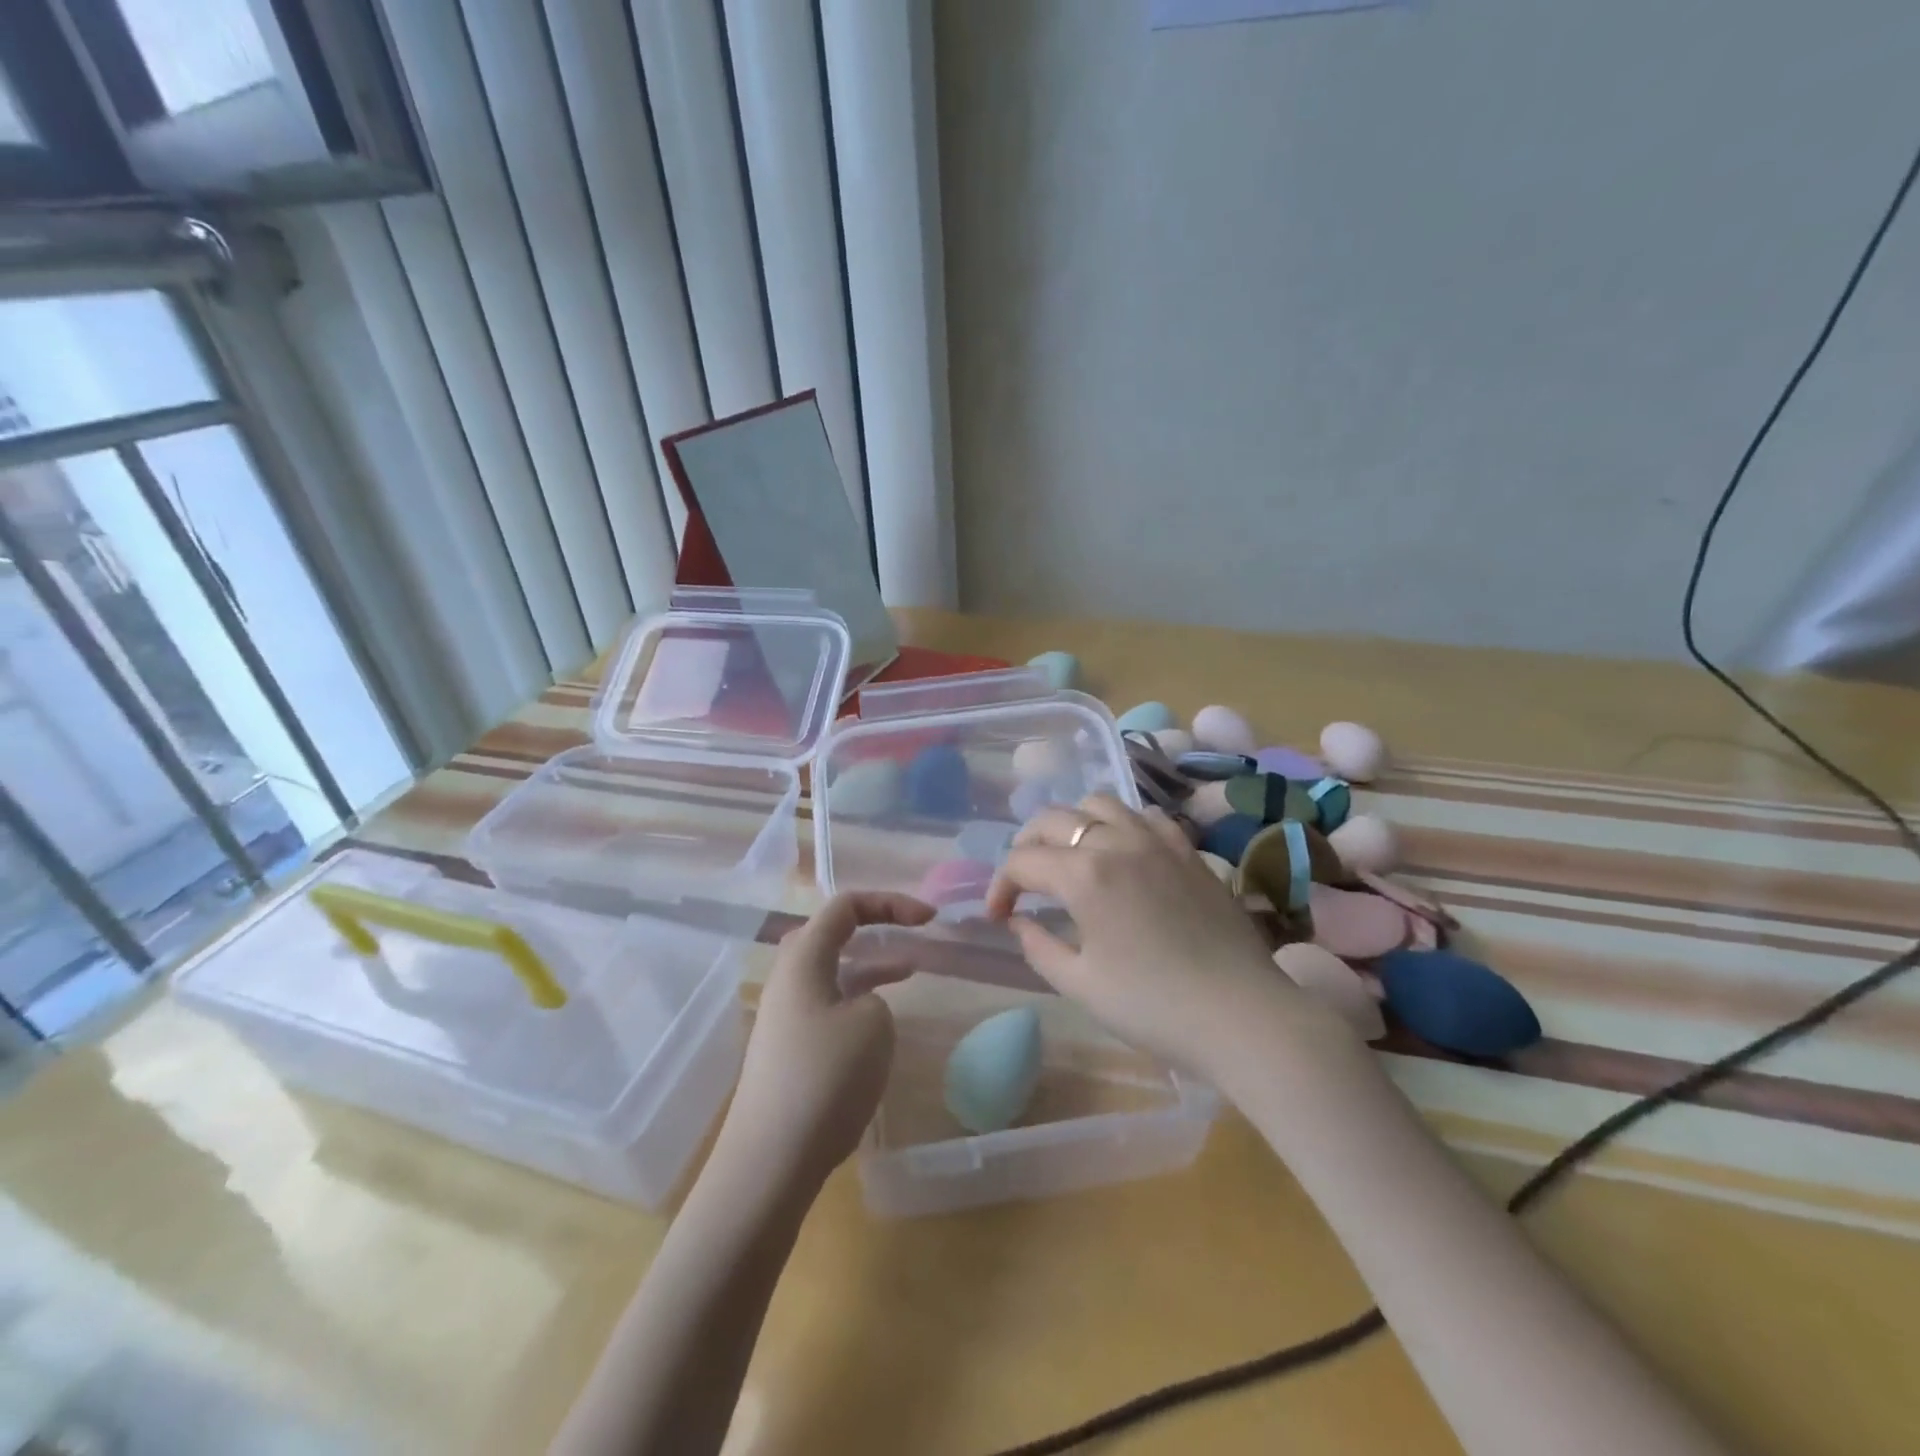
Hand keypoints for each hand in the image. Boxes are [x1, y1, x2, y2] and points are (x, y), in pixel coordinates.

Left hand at [719, 891, 935, 1187]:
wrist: (770, 1161)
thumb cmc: (825, 1078)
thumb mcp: (872, 1023)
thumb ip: (875, 997)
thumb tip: (861, 1008)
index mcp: (803, 959)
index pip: (845, 906)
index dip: (890, 903)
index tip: (929, 919)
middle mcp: (788, 980)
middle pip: (830, 933)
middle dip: (873, 925)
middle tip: (911, 931)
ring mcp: (785, 1017)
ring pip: (832, 972)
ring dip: (870, 964)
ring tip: (910, 969)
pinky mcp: (789, 1051)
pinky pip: (829, 1005)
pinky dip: (858, 1000)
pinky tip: (881, 1022)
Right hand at [985, 794, 1343, 1080]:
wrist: (1243, 1016)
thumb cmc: (1153, 1007)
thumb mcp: (1080, 985)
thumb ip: (1038, 946)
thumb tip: (1018, 921)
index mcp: (1083, 875)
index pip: (1022, 861)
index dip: (1001, 887)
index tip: (999, 917)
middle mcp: (1116, 842)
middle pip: (1053, 819)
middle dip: (1026, 845)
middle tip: (1023, 881)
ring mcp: (1157, 840)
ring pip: (1100, 802)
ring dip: (1072, 823)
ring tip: (1069, 855)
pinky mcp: (1188, 849)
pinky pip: (1145, 815)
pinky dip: (1121, 823)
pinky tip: (1122, 850)